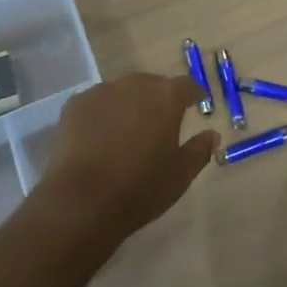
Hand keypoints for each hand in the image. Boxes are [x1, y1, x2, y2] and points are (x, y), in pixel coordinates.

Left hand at [34, 74, 219, 249]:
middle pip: (152, 85)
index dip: (193, 95)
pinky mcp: (75, 104)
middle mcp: (134, 84)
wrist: (83, 201)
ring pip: (122, 92)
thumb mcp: (180, 175)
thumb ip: (199, 150)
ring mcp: (101, 91)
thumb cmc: (141, 188)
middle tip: (159, 124)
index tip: (196, 105)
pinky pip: (96, 104)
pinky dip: (102, 115)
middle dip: (158, 100)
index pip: (186, 86)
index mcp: (165, 97)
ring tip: (126, 133)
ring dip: (128, 106)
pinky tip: (98, 138)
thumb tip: (212, 135)